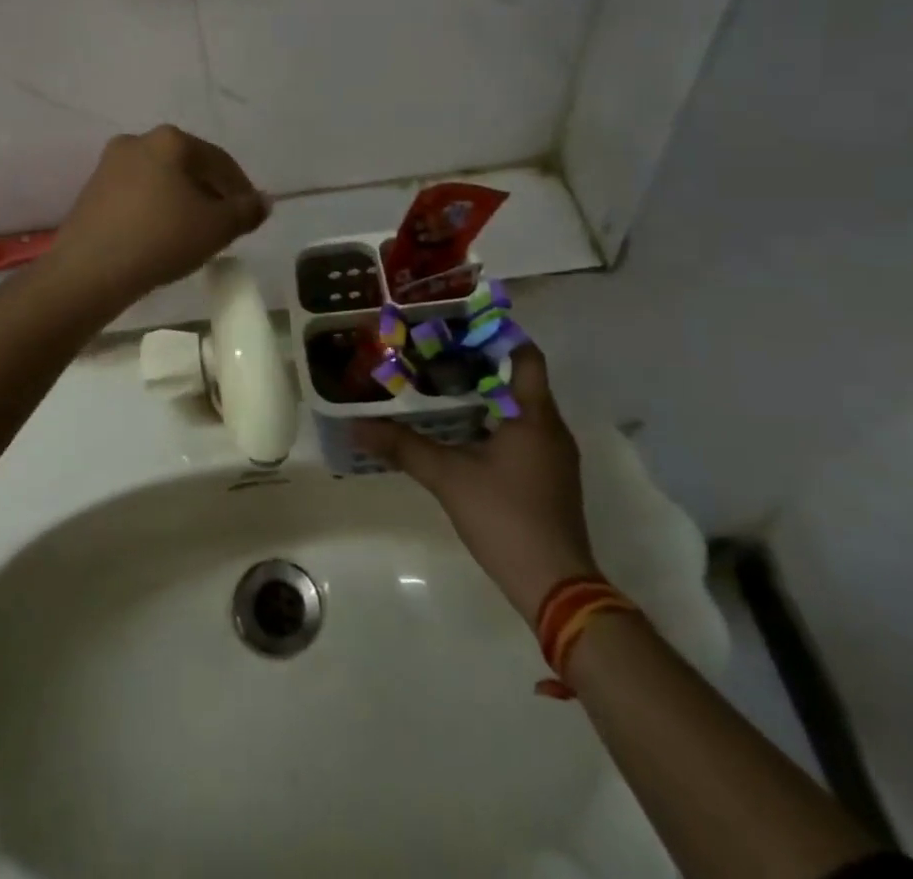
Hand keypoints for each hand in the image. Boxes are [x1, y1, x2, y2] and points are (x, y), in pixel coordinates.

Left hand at [45, 126, 270, 311]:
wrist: (88, 271)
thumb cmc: (160, 239)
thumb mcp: (216, 228)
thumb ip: (245, 211)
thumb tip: (263, 201)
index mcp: (170, 140)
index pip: (219, 160)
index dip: (241, 188)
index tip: (250, 215)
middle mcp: (137, 141)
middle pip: (188, 166)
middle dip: (210, 193)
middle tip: (224, 224)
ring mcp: (109, 165)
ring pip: (161, 180)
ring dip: (182, 201)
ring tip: (195, 233)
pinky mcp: (92, 191)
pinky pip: (137, 194)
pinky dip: (156, 209)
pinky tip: (162, 235)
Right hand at [353, 344, 597, 625]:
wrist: (556, 587)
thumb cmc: (506, 517)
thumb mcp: (448, 477)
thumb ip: (403, 447)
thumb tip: (357, 426)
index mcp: (534, 416)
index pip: (525, 355)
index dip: (496, 335)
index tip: (458, 325)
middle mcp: (551, 428)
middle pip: (518, 379)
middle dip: (479, 364)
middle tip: (435, 353)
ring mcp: (553, 456)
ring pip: (519, 409)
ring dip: (485, 395)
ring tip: (440, 386)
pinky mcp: (549, 479)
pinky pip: (522, 434)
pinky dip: (493, 423)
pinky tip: (460, 432)